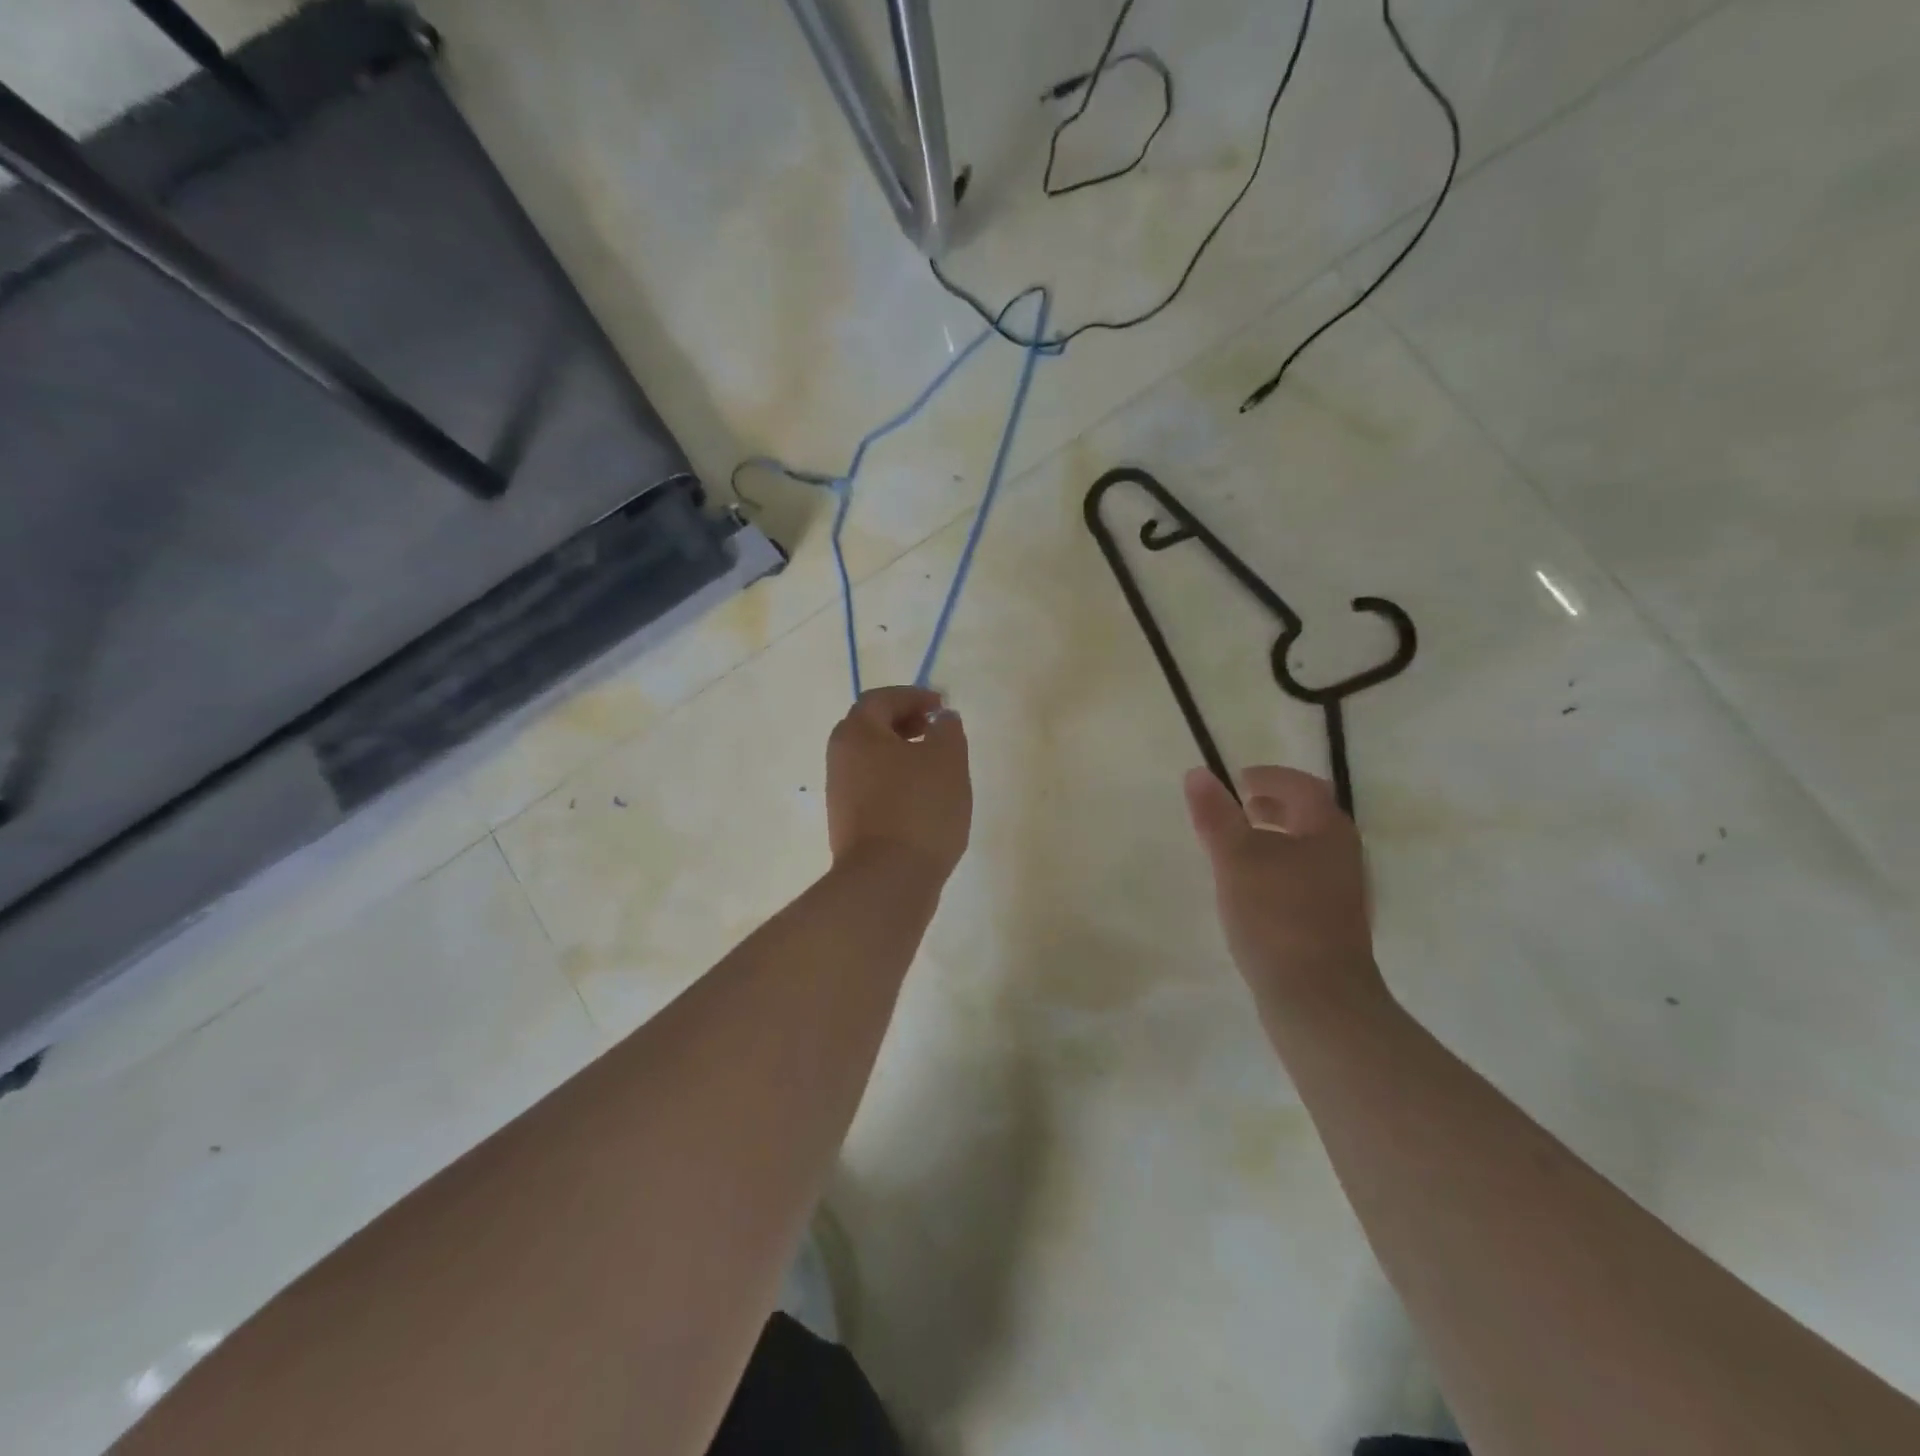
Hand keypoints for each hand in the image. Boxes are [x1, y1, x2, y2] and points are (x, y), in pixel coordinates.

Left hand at [827, 686, 971, 881]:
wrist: (888, 880)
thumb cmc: (919, 809)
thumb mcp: (947, 760)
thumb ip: (947, 730)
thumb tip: (941, 719)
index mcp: (857, 734)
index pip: (880, 699)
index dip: (912, 697)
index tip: (941, 706)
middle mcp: (839, 759)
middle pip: (869, 728)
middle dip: (904, 723)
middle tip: (935, 731)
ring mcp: (839, 794)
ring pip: (870, 760)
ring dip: (900, 754)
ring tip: (935, 767)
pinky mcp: (847, 824)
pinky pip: (872, 788)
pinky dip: (895, 781)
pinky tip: (922, 799)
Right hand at [1184, 765, 1387, 1023]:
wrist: (1318, 999)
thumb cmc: (1277, 917)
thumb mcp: (1236, 859)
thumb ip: (1217, 815)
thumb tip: (1198, 773)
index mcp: (1327, 831)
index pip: (1302, 786)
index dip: (1269, 777)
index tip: (1236, 781)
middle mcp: (1342, 855)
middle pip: (1310, 816)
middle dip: (1273, 805)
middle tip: (1238, 809)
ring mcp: (1341, 892)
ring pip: (1306, 849)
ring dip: (1274, 838)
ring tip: (1236, 848)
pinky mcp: (1331, 923)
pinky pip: (1303, 878)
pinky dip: (1277, 868)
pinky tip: (1252, 890)